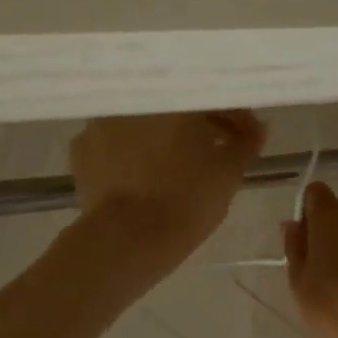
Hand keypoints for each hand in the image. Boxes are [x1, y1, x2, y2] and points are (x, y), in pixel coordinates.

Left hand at [71, 111, 266, 277]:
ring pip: (143, 122)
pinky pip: (115, 143)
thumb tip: (256, 128)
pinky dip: (131, 153)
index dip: (233, 116)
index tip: (245, 137)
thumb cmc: (186, 200)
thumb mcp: (229, 173)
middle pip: (175, 106)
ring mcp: (101, 121)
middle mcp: (135, 99)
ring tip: (178, 167)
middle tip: (216, 151)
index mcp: (173, 97)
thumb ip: (245, 143)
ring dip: (162, 137)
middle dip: (198, 125)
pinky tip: (142, 176)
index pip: (211, 96)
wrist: (126, 240)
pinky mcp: (81, 149)